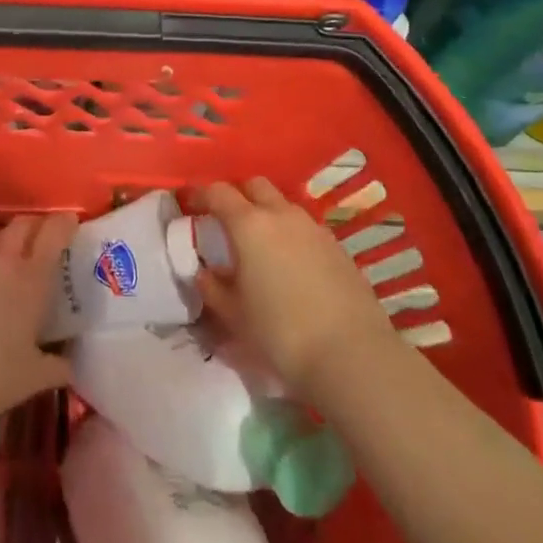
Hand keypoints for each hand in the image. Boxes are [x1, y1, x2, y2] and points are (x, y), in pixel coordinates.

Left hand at [0, 214, 76, 433]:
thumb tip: (69, 365)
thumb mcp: (34, 378)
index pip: (53, 232)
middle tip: (46, 241)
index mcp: (31, 277)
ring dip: (9, 243)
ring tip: (15, 265)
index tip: (72, 224)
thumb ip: (57, 366)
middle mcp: (2, 261)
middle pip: (22, 224)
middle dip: (37, 225)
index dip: (65, 223)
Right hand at [195, 178, 398, 398]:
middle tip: (227, 220)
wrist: (352, 356)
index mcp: (249, 224)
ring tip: (261, 245)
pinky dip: (292, 235)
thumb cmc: (281, 333)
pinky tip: (291, 265)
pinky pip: (306, 228)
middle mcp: (281, 215)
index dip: (201, 194)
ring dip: (267, 214)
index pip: (218, 192)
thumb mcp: (234, 316)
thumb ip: (212, 288)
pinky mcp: (338, 247)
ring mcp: (314, 228)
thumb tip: (201, 273)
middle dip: (238, 195)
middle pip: (254, 186)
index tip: (190, 205)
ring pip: (283, 205)